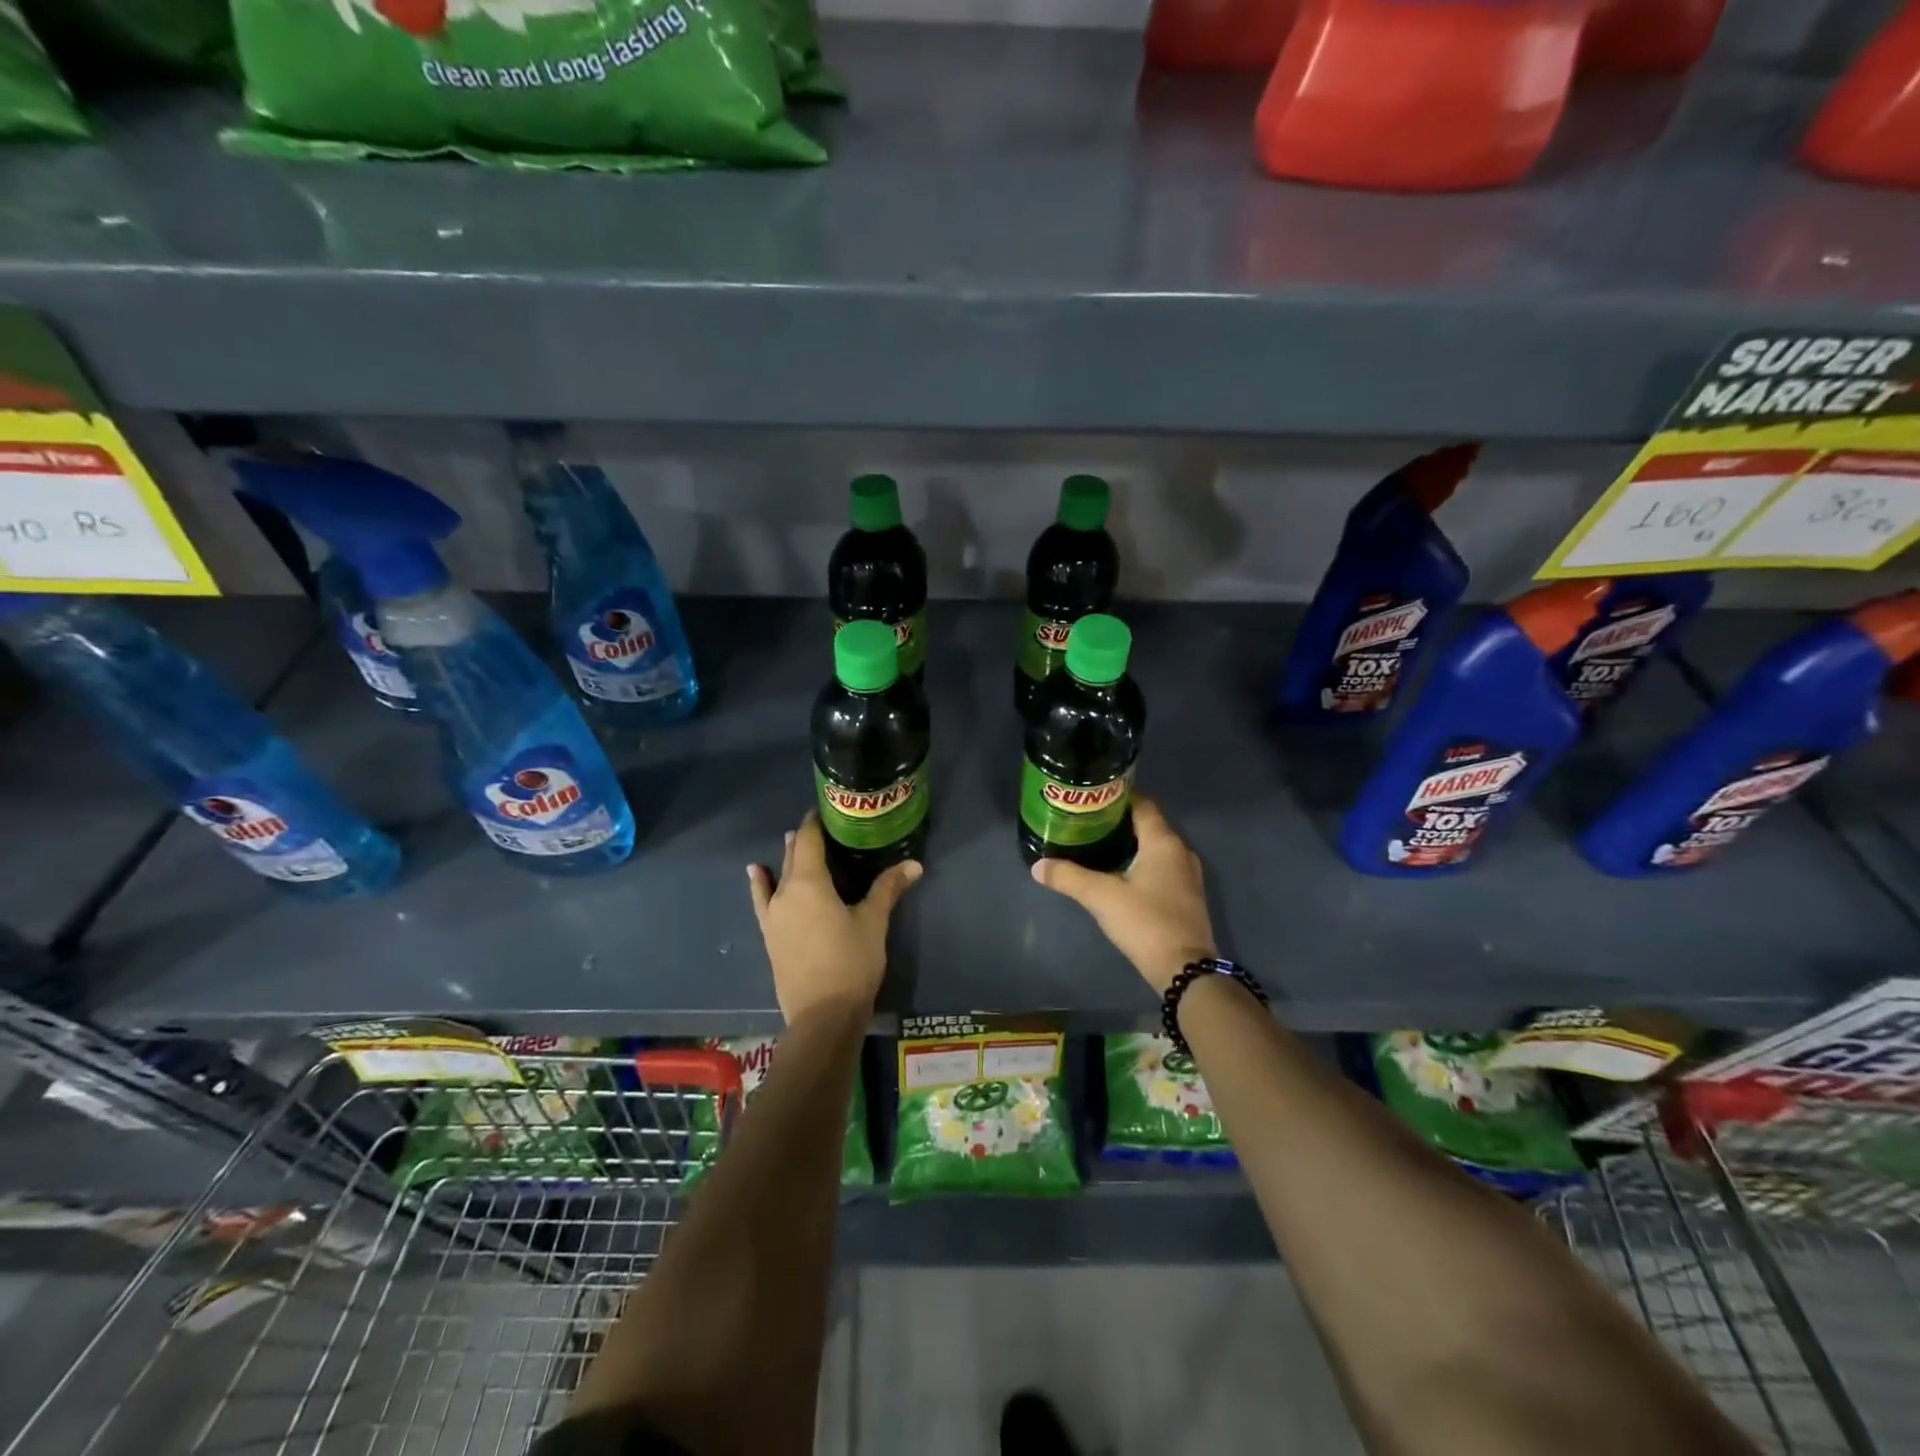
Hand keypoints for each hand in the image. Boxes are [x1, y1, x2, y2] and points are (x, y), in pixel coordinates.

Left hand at [748, 813, 921, 1024]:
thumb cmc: (851, 962)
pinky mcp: (770, 936)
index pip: (808, 840)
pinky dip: (760, 884)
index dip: (815, 823)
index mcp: (809, 883)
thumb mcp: (873, 922)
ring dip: (786, 859)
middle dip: (805, 839)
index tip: (827, 810)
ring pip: (778, 877)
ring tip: (789, 841)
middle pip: (793, 856)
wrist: (822, 1016)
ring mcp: (773, 916)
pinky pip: (762, 900)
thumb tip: (914, 864)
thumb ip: (889, 888)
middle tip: (822, 826)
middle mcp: (785, 893)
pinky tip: (756, 874)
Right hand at [1030, 796, 1214, 993]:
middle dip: (1118, 821)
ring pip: (1154, 847)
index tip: (1091, 797)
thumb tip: (1037, 866)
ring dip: (1129, 843)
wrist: (1185, 969)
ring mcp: (1186, 875)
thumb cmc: (1145, 922)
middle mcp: (1180, 851)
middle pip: (1147, 824)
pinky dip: (1140, 862)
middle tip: (1086, 821)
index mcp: (1163, 842)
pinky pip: (1160, 866)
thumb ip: (1068, 877)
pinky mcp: (1185, 896)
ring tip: (1096, 844)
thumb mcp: (1101, 897)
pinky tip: (1117, 873)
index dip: (1117, 797)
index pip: (1142, 804)